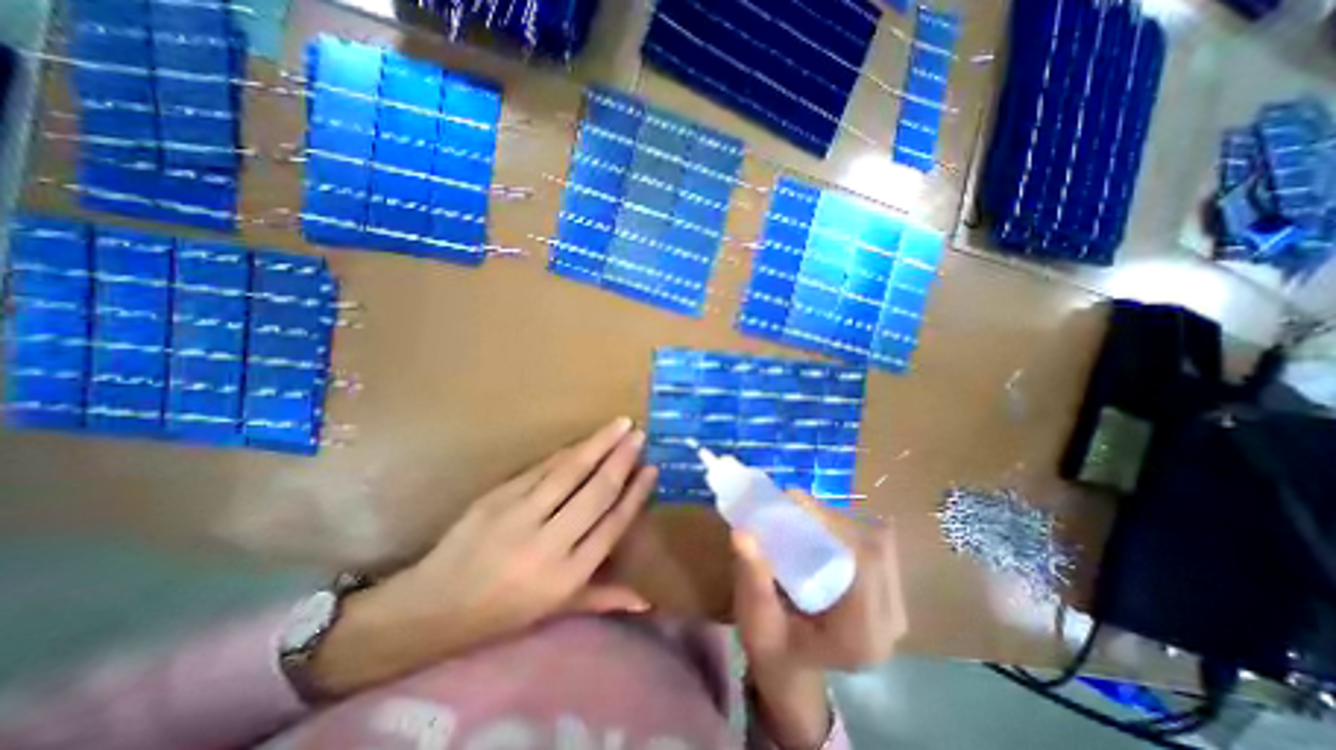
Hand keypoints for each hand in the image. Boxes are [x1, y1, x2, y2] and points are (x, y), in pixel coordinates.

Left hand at [306, 418, 655, 692]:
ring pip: (569, 472)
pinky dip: (567, 452)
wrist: (431, 607)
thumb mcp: (555, 611)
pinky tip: (584, 440)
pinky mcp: (498, 497)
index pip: (612, 524)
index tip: (652, 469)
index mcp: (566, 576)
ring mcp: (519, 516)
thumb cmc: (501, 612)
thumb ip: (602, 599)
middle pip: (595, 492)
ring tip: (619, 425)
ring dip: (598, 445)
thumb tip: (646, 601)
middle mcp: (548, 544)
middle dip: (621, 459)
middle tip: (639, 434)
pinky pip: (541, 468)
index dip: (635, 494)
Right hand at [730, 491, 908, 673]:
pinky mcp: (890, 594)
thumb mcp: (754, 619)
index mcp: (860, 637)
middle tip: (793, 505)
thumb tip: (742, 532)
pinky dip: (848, 530)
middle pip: (874, 548)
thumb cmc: (771, 647)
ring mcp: (895, 608)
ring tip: (804, 516)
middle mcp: (889, 623)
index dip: (833, 524)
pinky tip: (821, 531)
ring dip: (840, 522)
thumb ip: (752, 579)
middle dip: (832, 519)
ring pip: (878, 542)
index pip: (864, 564)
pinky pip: (877, 547)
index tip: (794, 501)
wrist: (792, 668)